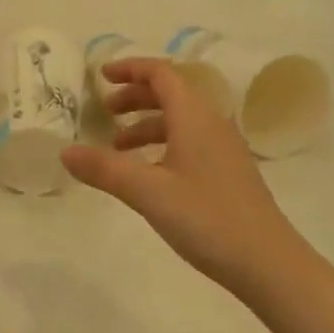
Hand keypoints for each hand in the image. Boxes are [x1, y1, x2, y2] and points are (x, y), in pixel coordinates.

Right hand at [61, 57, 300, 293]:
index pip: (161, 73)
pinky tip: (150, 174)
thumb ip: (105, 169)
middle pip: (171, 93)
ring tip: (118, 147)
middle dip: (135, 96)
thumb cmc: (206, 218)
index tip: (101, 76)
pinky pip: (190, 141)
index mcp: (194, 116)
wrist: (269, 263)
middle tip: (106, 111)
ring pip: (180, 120)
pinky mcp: (229, 172)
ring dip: (147, 124)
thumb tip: (65, 151)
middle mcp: (212, 123)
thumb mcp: (148, 192)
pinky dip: (163, 144)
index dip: (130, 69)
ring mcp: (224, 148)